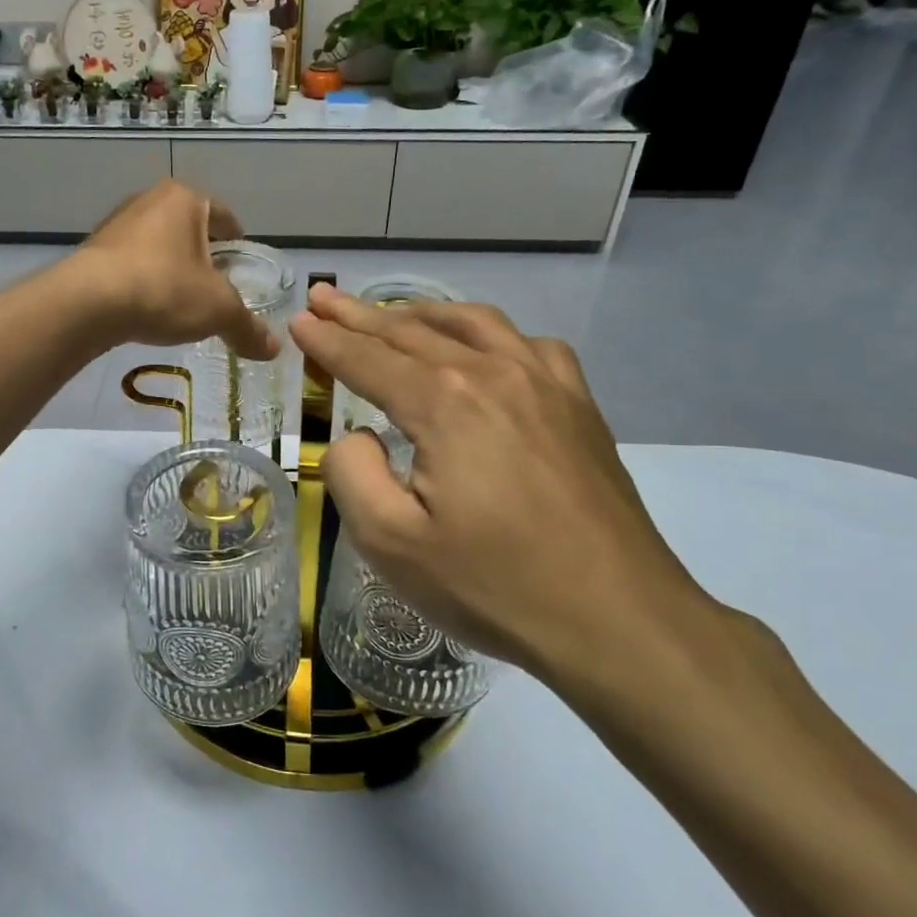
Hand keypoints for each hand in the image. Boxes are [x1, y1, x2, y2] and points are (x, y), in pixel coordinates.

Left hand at [71, 181, 278, 360]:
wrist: (87, 303)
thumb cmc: (163, 289)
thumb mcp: (217, 310)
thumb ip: (247, 327)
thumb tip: (274, 348)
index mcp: (185, 199)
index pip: (224, 216)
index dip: (237, 240)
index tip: (241, 263)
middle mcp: (149, 201)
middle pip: (189, 228)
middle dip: (203, 255)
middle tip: (217, 286)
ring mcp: (117, 224)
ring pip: (158, 245)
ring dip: (171, 268)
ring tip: (182, 300)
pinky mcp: (93, 251)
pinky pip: (131, 263)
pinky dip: (144, 280)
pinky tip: (148, 307)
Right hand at [289, 286, 711, 686]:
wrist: (617, 619)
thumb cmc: (493, 584)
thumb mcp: (390, 542)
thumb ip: (352, 472)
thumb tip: (358, 434)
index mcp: (444, 402)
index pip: (368, 359)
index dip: (327, 341)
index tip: (298, 321)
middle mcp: (493, 373)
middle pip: (412, 331)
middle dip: (360, 314)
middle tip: (324, 298)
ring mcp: (545, 383)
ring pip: (471, 324)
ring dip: (421, 313)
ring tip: (391, 312)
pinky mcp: (579, 405)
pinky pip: (528, 345)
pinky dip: (489, 335)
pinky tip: (483, 348)